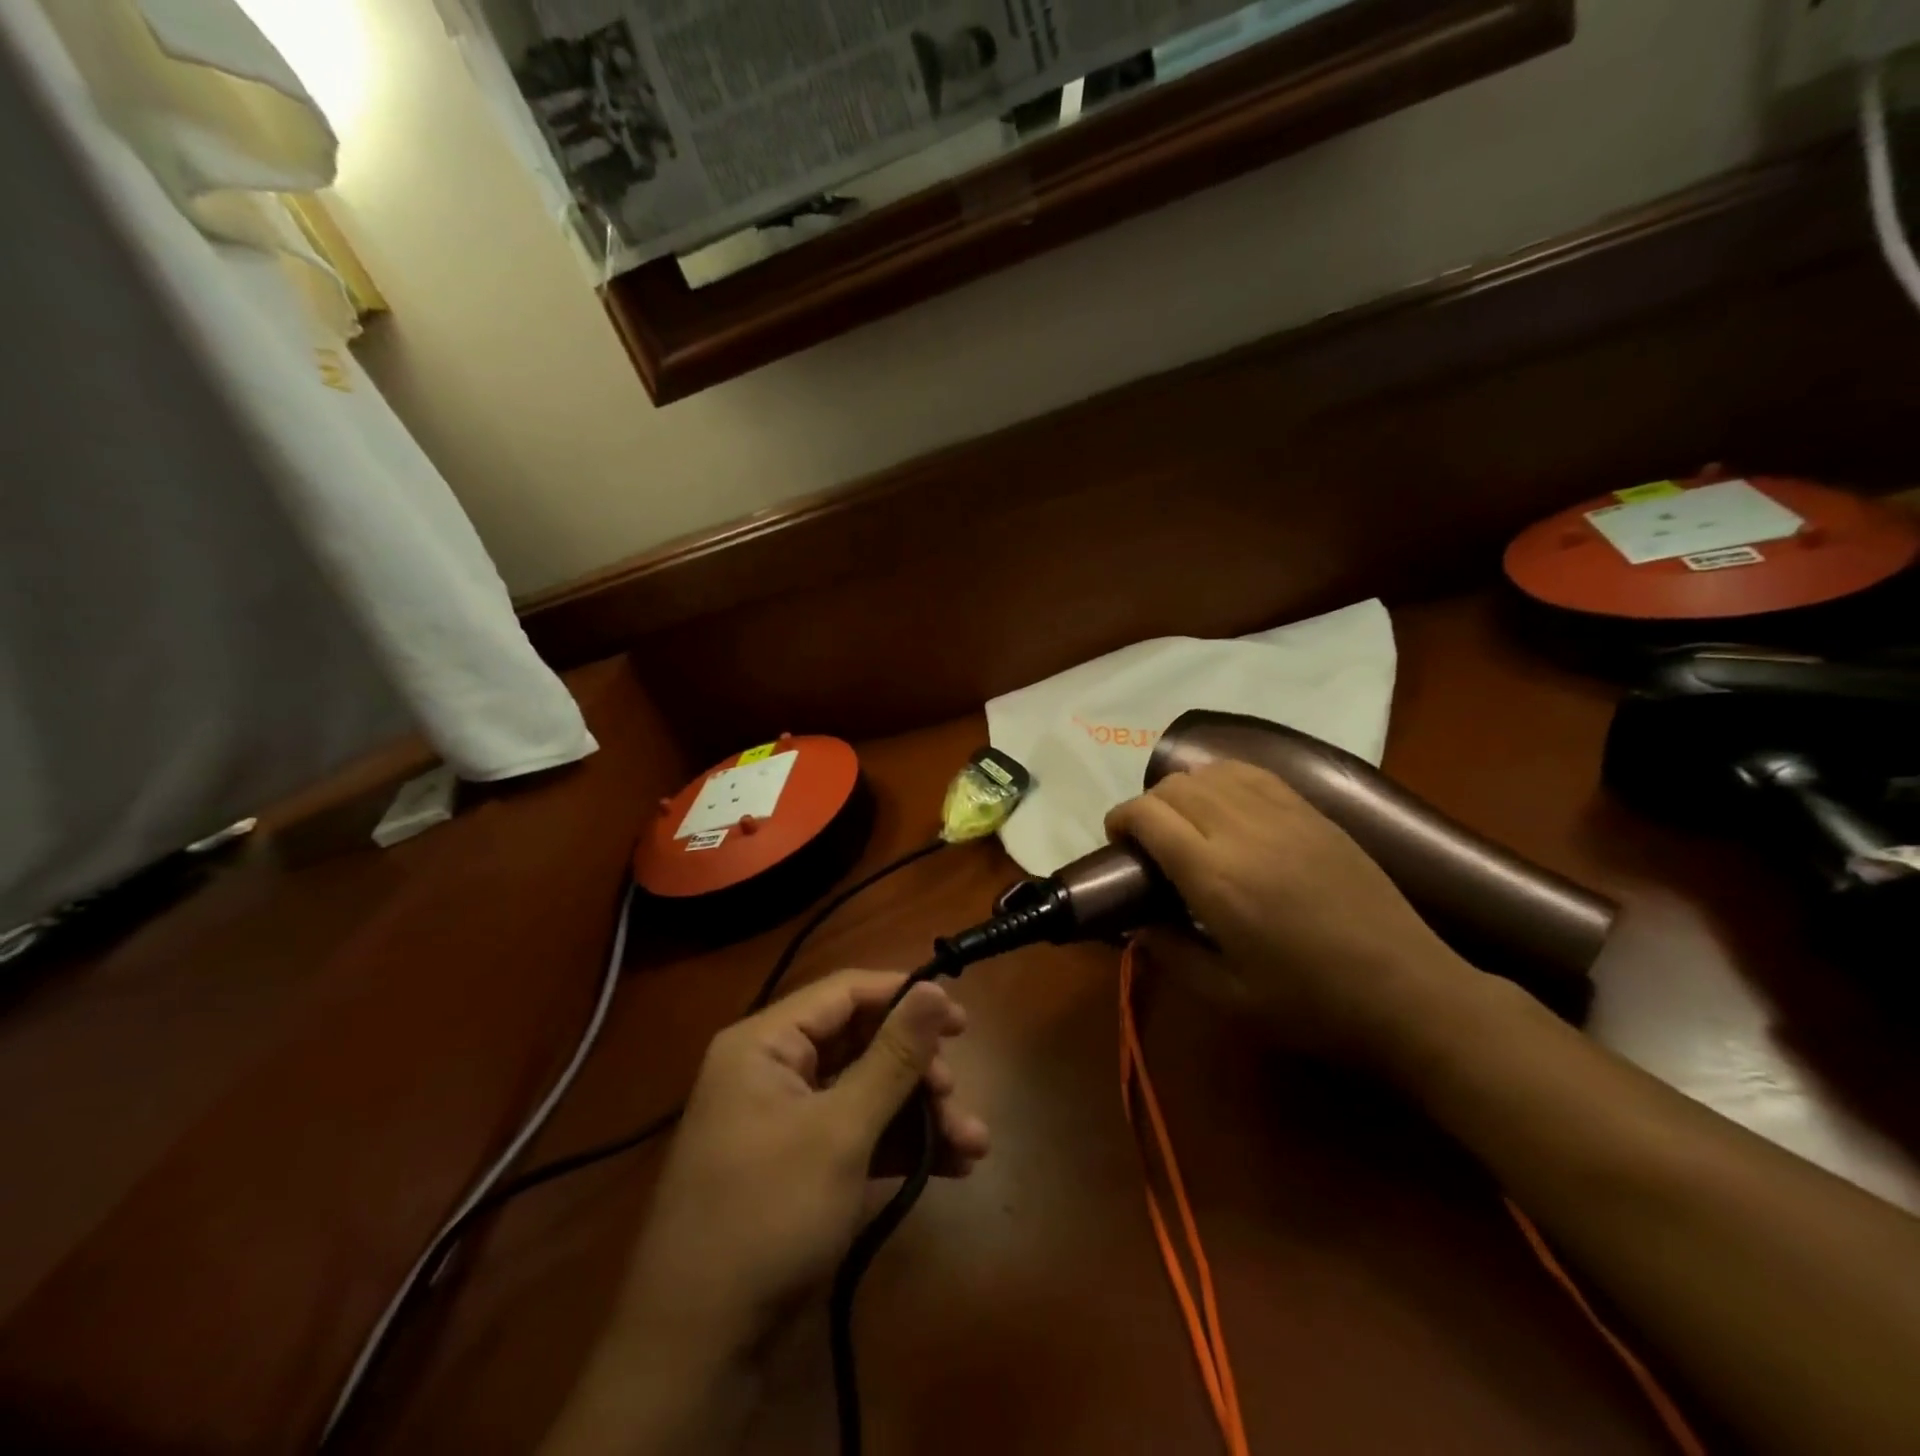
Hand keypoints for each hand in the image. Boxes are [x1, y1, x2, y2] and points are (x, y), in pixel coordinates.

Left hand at [615, 970, 988, 1357]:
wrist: (699, 1352)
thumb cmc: (768, 1216)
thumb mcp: (840, 1132)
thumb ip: (893, 1057)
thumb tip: (932, 988)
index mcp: (764, 1043)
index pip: (844, 992)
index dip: (903, 997)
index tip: (959, 1019)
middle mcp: (773, 1070)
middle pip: (861, 1044)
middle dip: (918, 1071)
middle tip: (956, 1095)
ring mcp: (787, 1120)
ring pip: (867, 1093)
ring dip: (921, 1115)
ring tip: (975, 1144)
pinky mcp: (801, 1165)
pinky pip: (858, 1133)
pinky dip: (901, 1146)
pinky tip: (952, 1166)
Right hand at [1104, 760, 1481, 1065]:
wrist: (1410, 992)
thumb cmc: (1312, 1004)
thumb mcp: (1227, 997)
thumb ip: (1170, 953)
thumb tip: (1135, 925)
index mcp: (1216, 877)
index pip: (1149, 815)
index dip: (1121, 819)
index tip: (1117, 842)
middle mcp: (1245, 832)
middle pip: (1175, 787)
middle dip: (1147, 806)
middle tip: (1148, 843)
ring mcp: (1285, 815)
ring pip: (1213, 772)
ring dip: (1185, 790)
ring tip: (1186, 823)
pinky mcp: (1315, 814)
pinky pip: (1255, 774)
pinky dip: (1225, 780)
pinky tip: (1228, 808)